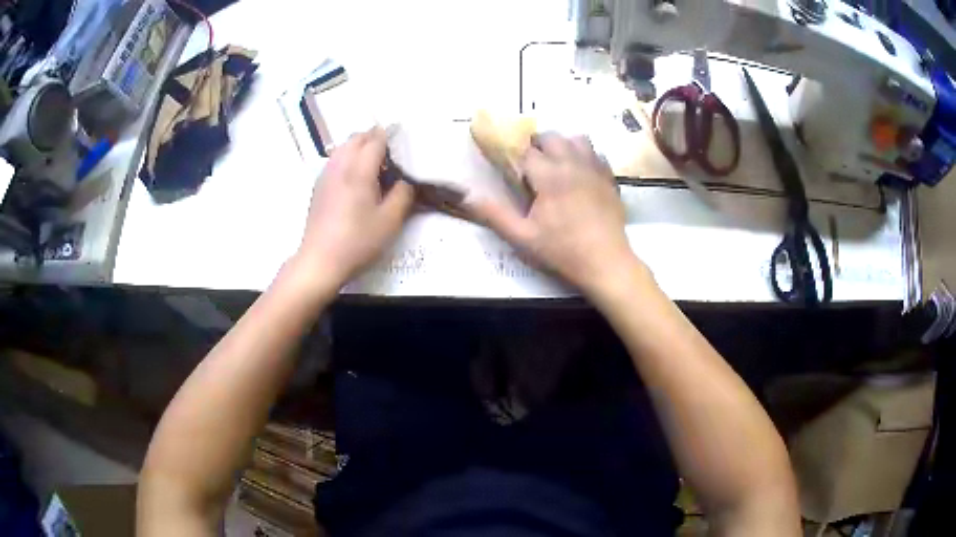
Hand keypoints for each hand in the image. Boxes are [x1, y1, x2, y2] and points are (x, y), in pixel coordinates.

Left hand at [289, 127, 414, 295]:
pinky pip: (334, 160)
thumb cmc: (358, 241)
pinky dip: (347, 157)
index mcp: (359, 170)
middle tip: (390, 152)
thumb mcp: (390, 221)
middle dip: (374, 137)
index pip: (375, 140)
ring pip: (343, 147)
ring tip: (373, 163)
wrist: (320, 260)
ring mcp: (325, 175)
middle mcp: (340, 165)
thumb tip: (406, 180)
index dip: (390, 135)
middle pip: (356, 138)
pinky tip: (354, 177)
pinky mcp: (318, 186)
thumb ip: (402, 194)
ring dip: (359, 146)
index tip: (403, 139)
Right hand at [469, 133, 644, 295]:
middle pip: (552, 136)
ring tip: (557, 164)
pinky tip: (580, 174)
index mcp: (549, 175)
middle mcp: (573, 163)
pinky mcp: (610, 178)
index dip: (514, 154)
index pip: (525, 150)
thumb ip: (494, 214)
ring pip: (577, 139)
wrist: (606, 263)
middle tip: (532, 166)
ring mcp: (595, 169)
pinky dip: (584, 156)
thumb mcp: (522, 237)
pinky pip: (596, 154)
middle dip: (538, 145)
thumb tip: (467, 196)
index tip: (510, 165)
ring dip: (563, 145)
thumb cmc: (562, 251)